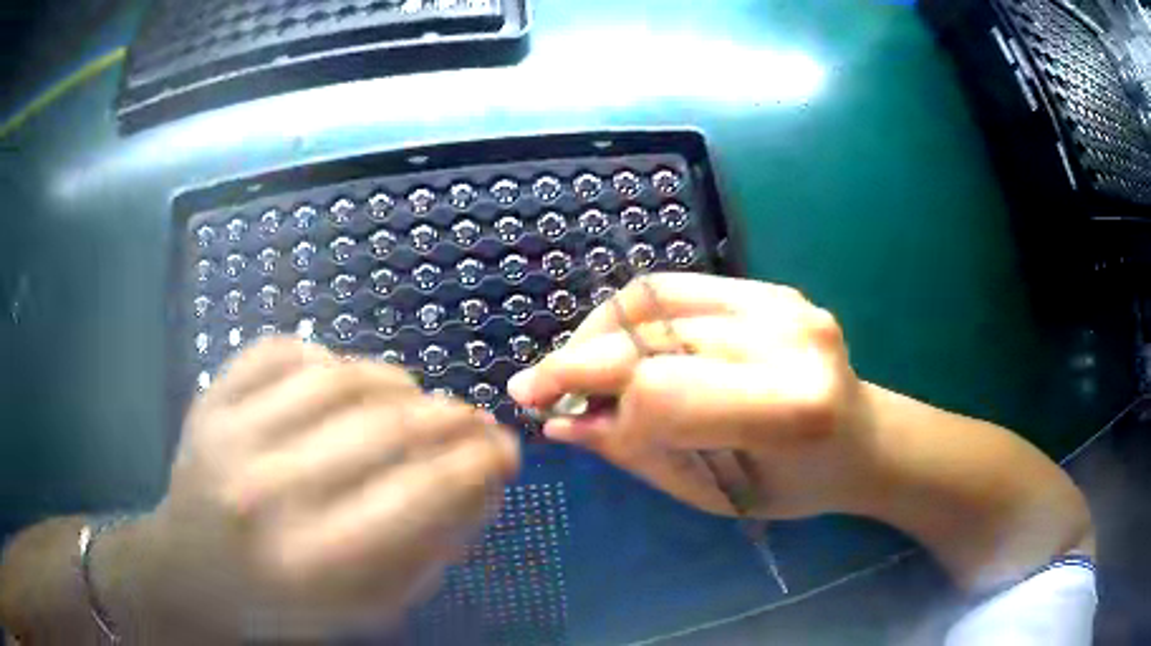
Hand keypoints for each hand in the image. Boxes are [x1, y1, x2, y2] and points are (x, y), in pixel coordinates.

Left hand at [142, 338, 519, 639]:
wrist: (192, 572)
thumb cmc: (286, 604)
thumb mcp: (369, 605)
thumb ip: (431, 546)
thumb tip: (484, 479)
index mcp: (315, 560)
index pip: (421, 494)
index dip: (478, 462)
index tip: (506, 448)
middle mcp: (269, 491)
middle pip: (384, 428)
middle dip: (450, 417)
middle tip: (473, 418)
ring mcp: (230, 433)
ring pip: (338, 377)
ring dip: (395, 382)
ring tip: (413, 399)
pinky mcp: (210, 397)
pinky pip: (283, 350)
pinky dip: (327, 357)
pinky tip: (342, 380)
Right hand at [508, 273, 878, 519]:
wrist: (865, 439)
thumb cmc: (798, 486)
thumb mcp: (718, 492)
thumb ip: (641, 452)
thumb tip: (564, 423)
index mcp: (791, 408)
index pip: (664, 393)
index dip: (601, 407)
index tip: (558, 419)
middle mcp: (790, 339)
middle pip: (652, 335)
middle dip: (578, 361)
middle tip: (533, 387)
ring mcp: (782, 301)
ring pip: (654, 298)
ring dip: (598, 332)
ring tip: (576, 368)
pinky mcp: (771, 287)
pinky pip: (677, 289)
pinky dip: (632, 317)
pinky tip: (618, 347)